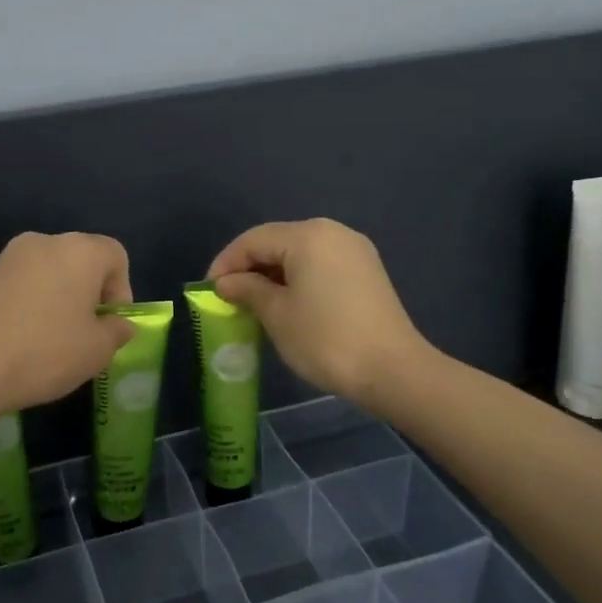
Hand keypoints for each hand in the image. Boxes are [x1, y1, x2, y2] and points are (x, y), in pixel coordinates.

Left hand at [0, 232, 136, 416]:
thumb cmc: (46, 353)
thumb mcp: (97, 351)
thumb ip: (117, 331)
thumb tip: (117, 324)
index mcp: (78, 251)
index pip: (115, 255)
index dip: (121, 289)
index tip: (110, 324)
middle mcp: (41, 243)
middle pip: (77, 260)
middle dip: (86, 293)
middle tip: (83, 333)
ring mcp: (4, 259)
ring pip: (43, 273)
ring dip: (53, 298)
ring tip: (48, 341)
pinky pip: (14, 287)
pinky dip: (23, 306)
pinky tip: (15, 342)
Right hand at [207, 219, 427, 407]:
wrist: (392, 370)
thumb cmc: (325, 339)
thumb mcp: (276, 314)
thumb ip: (247, 289)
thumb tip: (227, 282)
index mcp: (307, 236)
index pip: (253, 240)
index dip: (226, 263)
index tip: (208, 291)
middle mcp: (332, 232)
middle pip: (277, 241)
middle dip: (249, 267)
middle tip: (228, 297)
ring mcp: (354, 250)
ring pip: (299, 253)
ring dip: (273, 274)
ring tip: (254, 303)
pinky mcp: (367, 270)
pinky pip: (320, 264)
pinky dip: (297, 278)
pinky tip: (287, 303)